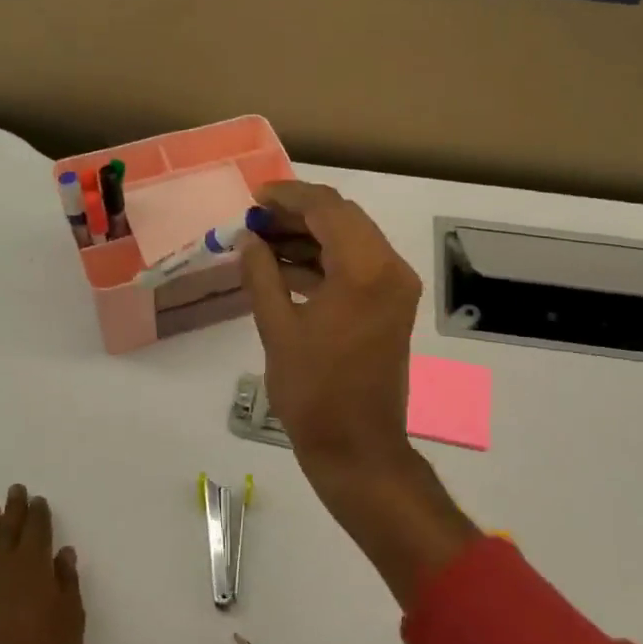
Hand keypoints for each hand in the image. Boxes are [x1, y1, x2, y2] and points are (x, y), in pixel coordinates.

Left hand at [0, 486, 84, 643]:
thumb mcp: (70, 624)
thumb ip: (67, 585)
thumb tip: (62, 554)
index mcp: (33, 567)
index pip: (36, 531)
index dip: (38, 514)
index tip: (37, 500)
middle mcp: (1, 568)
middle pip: (7, 530)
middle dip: (12, 509)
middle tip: (14, 490)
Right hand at [238, 180, 421, 470]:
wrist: (357, 447)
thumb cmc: (313, 391)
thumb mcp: (277, 328)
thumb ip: (261, 274)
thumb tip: (247, 239)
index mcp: (365, 269)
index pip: (327, 208)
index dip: (288, 196)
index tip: (253, 198)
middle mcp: (390, 268)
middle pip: (342, 218)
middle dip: (297, 214)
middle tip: (253, 221)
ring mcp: (395, 287)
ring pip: (350, 240)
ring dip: (309, 236)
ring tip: (261, 242)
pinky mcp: (391, 306)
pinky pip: (357, 266)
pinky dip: (324, 261)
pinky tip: (284, 267)